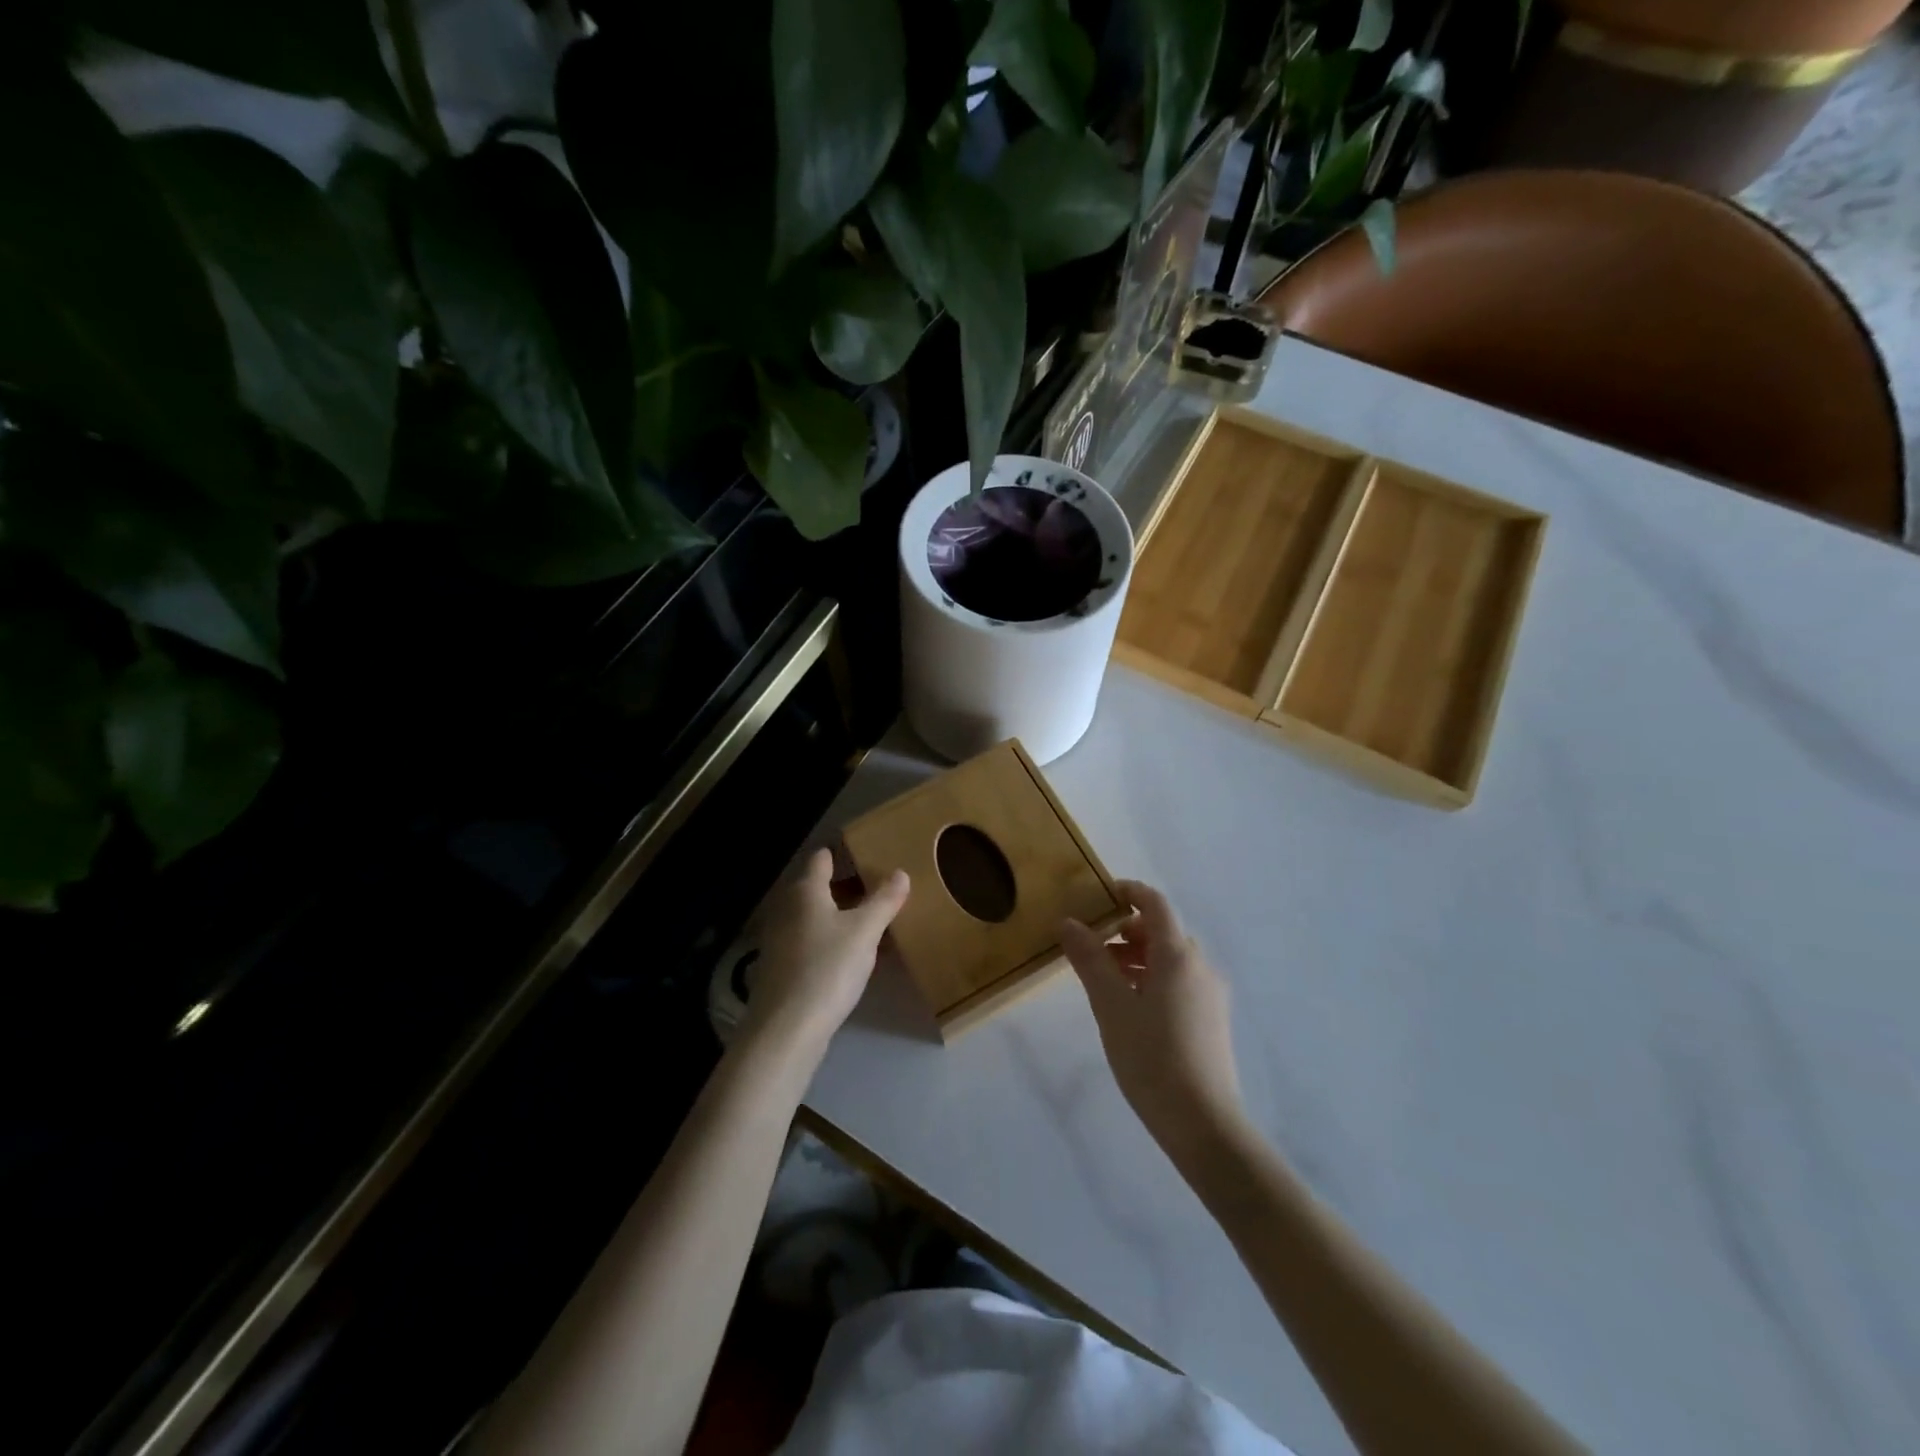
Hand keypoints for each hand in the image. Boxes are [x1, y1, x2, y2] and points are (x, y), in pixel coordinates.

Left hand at [739, 848, 909, 1062]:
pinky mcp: (779, 968)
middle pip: (815, 887)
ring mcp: (778, 939)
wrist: (786, 1029)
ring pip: (811, 916)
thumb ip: (884, 901)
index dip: (841, 854)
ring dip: (835, 915)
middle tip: (876, 889)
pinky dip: (826, 940)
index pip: (821, 859)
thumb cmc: (827, 968)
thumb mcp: (865, 932)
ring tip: (866, 922)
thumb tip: (900, 872)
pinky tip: (845, 955)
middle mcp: (786, 908)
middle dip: (843, 887)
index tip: (863, 853)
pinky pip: (807, 941)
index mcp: (805, 891)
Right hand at [1062, 880, 1246, 1157]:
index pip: (1155, 904)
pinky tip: (1130, 1008)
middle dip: (1126, 931)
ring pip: (1170, 959)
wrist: (1203, 1124)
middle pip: (1163, 931)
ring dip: (1138, 957)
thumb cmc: (1151, 1057)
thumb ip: (1089, 959)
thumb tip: (1068, 923)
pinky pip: (1179, 982)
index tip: (1101, 895)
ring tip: (1105, 981)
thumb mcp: (1111, 1005)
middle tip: (1092, 948)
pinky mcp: (1211, 1020)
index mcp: (1178, 955)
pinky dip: (1152, 978)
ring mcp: (1210, 994)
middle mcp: (1200, 966)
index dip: (1129, 892)